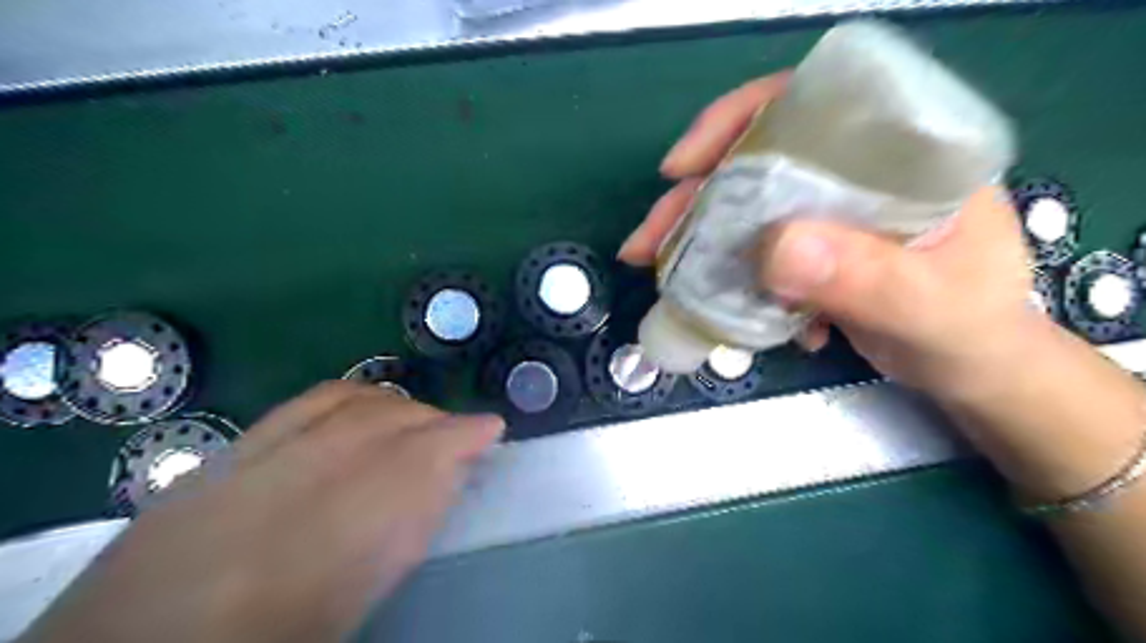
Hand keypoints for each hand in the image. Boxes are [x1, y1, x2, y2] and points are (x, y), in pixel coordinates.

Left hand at [21, 385, 502, 638]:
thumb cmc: (276, 627)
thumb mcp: (356, 598)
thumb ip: (403, 531)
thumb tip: (444, 477)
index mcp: (344, 528)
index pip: (424, 457)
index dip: (465, 436)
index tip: (492, 428)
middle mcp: (305, 476)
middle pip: (389, 422)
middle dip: (435, 422)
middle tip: (459, 436)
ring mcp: (263, 455)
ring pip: (350, 404)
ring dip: (396, 405)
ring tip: (415, 420)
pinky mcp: (229, 451)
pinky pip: (303, 404)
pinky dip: (347, 396)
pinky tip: (361, 405)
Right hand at [618, 73, 1040, 399]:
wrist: (971, 369)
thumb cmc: (972, 330)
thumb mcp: (930, 306)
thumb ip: (866, 277)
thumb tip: (774, 249)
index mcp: (899, 153)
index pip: (809, 103)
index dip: (737, 121)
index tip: (683, 166)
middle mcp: (855, 171)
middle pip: (756, 162)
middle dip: (694, 199)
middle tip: (647, 242)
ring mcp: (827, 212)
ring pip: (745, 208)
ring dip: (698, 240)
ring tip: (660, 274)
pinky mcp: (810, 250)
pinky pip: (752, 249)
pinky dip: (727, 274)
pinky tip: (724, 306)